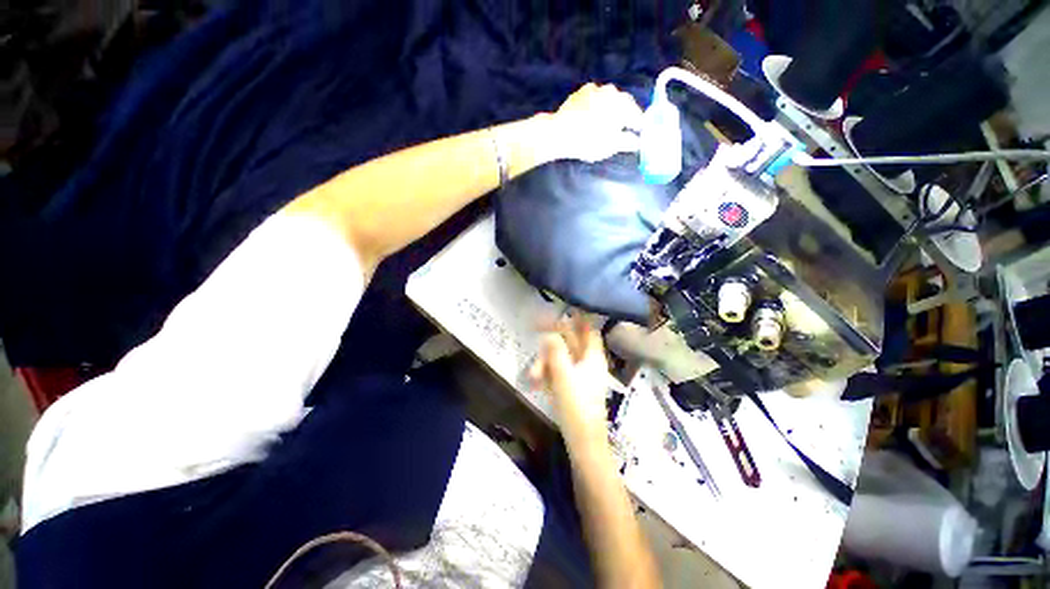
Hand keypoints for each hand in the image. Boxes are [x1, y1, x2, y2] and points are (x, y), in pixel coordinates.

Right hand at [529, 316, 610, 444]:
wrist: (583, 443)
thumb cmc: (576, 407)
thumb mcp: (563, 376)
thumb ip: (555, 352)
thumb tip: (549, 334)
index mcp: (593, 357)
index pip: (588, 329)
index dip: (576, 317)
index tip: (560, 308)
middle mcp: (588, 362)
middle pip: (570, 341)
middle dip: (551, 341)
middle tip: (533, 329)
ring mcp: (580, 375)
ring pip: (560, 357)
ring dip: (545, 362)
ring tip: (532, 376)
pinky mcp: (572, 387)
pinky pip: (558, 372)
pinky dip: (547, 374)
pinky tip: (535, 382)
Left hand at [549, 83, 642, 162]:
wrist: (559, 132)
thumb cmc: (589, 141)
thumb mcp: (611, 146)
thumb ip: (628, 142)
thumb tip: (638, 141)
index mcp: (624, 104)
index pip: (638, 117)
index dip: (639, 128)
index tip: (637, 136)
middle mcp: (613, 91)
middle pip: (624, 106)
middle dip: (624, 118)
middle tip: (620, 132)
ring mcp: (596, 89)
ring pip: (609, 101)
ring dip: (610, 111)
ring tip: (604, 126)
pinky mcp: (582, 91)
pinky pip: (594, 99)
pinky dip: (596, 108)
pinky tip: (590, 119)